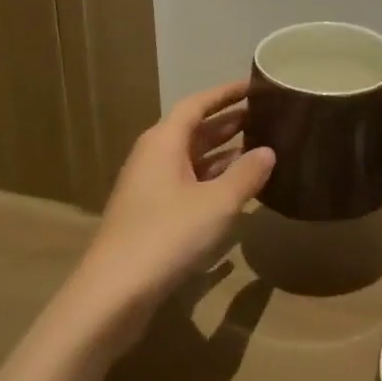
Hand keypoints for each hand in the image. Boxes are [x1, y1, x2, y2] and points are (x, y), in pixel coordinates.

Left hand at [75, 81, 274, 326]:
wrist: (113, 294)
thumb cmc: (167, 235)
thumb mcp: (217, 203)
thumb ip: (246, 174)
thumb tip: (268, 152)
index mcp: (164, 141)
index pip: (197, 103)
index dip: (226, 93)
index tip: (254, 86)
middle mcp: (154, 156)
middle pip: (193, 130)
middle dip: (228, 122)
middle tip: (265, 117)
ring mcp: (149, 188)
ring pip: (191, 159)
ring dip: (222, 153)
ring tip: (258, 149)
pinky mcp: (150, 216)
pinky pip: (187, 184)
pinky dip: (211, 180)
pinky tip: (235, 192)